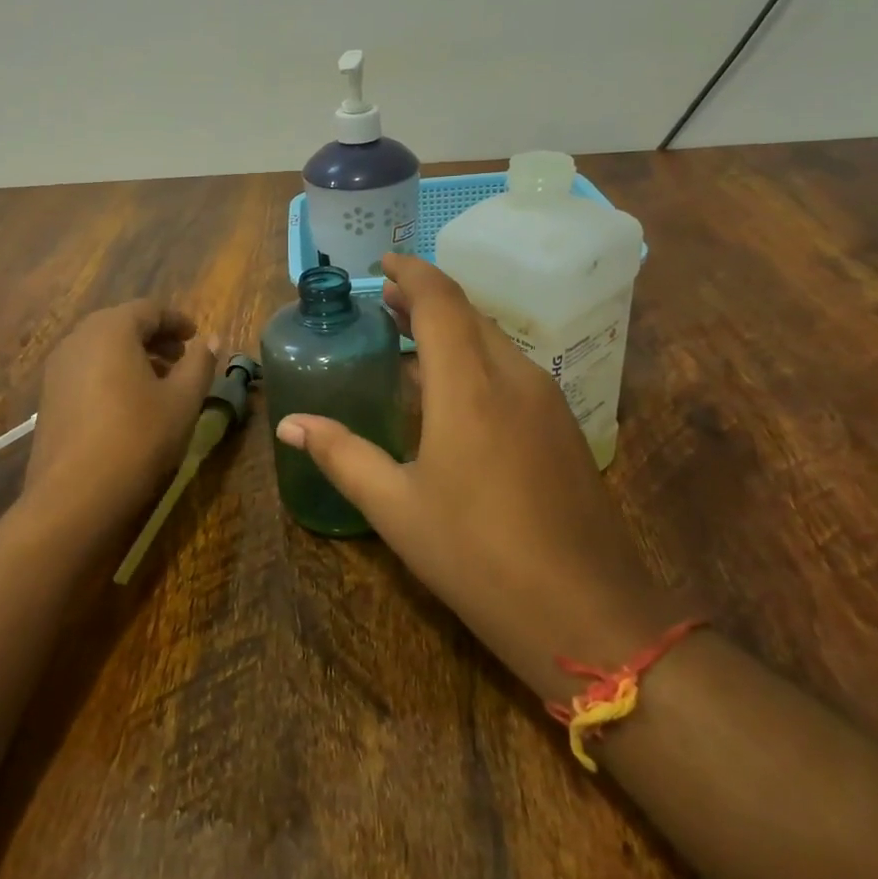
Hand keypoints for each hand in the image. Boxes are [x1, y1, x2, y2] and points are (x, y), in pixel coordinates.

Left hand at [24, 301, 218, 535]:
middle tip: (181, 358)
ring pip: (101, 349)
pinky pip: (86, 371)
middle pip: (122, 325)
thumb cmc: (138, 438)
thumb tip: (211, 340)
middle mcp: (78, 339)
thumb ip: (200, 364)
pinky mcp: (49, 398)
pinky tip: (130, 404)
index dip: (177, 320)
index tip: (197, 336)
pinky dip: (112, 374)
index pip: (149, 309)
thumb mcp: (182, 400)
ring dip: (133, 357)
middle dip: (154, 337)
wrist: (74, 496)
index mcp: (111, 329)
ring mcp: (57, 369)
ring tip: (161, 382)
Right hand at [274, 255, 676, 702]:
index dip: (410, 273)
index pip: (439, 301)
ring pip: (493, 340)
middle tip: (383, 303)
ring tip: (408, 339)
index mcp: (469, 386)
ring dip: (451, 329)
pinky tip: (452, 391)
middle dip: (424, 299)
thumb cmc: (477, 556)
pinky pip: (511, 370)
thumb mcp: (396, 507)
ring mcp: (546, 400)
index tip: (381, 264)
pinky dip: (474, 359)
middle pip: (468, 314)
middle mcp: (513, 377)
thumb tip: (290, 424)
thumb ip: (341, 454)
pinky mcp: (562, 426)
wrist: (587, 613)